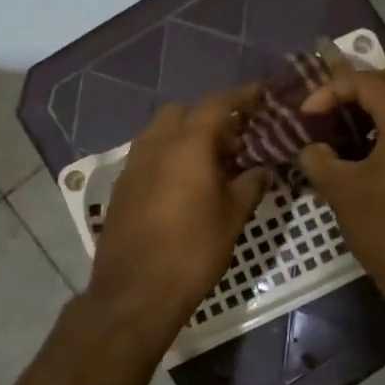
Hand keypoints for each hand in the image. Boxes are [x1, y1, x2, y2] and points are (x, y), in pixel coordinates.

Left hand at [85, 87, 270, 341]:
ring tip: (211, 159)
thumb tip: (262, 170)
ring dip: (185, 133)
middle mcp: (156, 144)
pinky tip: (184, 181)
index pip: (217, 104)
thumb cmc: (192, 252)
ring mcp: (133, 164)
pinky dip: (168, 154)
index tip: (259, 93)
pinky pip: (148, 154)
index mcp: (187, 145)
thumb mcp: (232, 218)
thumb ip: (250, 186)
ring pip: (160, 131)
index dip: (241, 95)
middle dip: (208, 114)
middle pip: (182, 111)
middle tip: (234, 135)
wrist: (135, 291)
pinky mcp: (122, 186)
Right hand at [297, 66, 384, 310]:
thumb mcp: (340, 191)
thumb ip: (318, 159)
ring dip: (376, 101)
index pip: (368, 82)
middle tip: (332, 104)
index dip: (331, 90)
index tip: (306, 114)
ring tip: (342, 122)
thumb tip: (311, 148)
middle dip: (361, 83)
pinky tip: (362, 146)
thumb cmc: (383, 229)